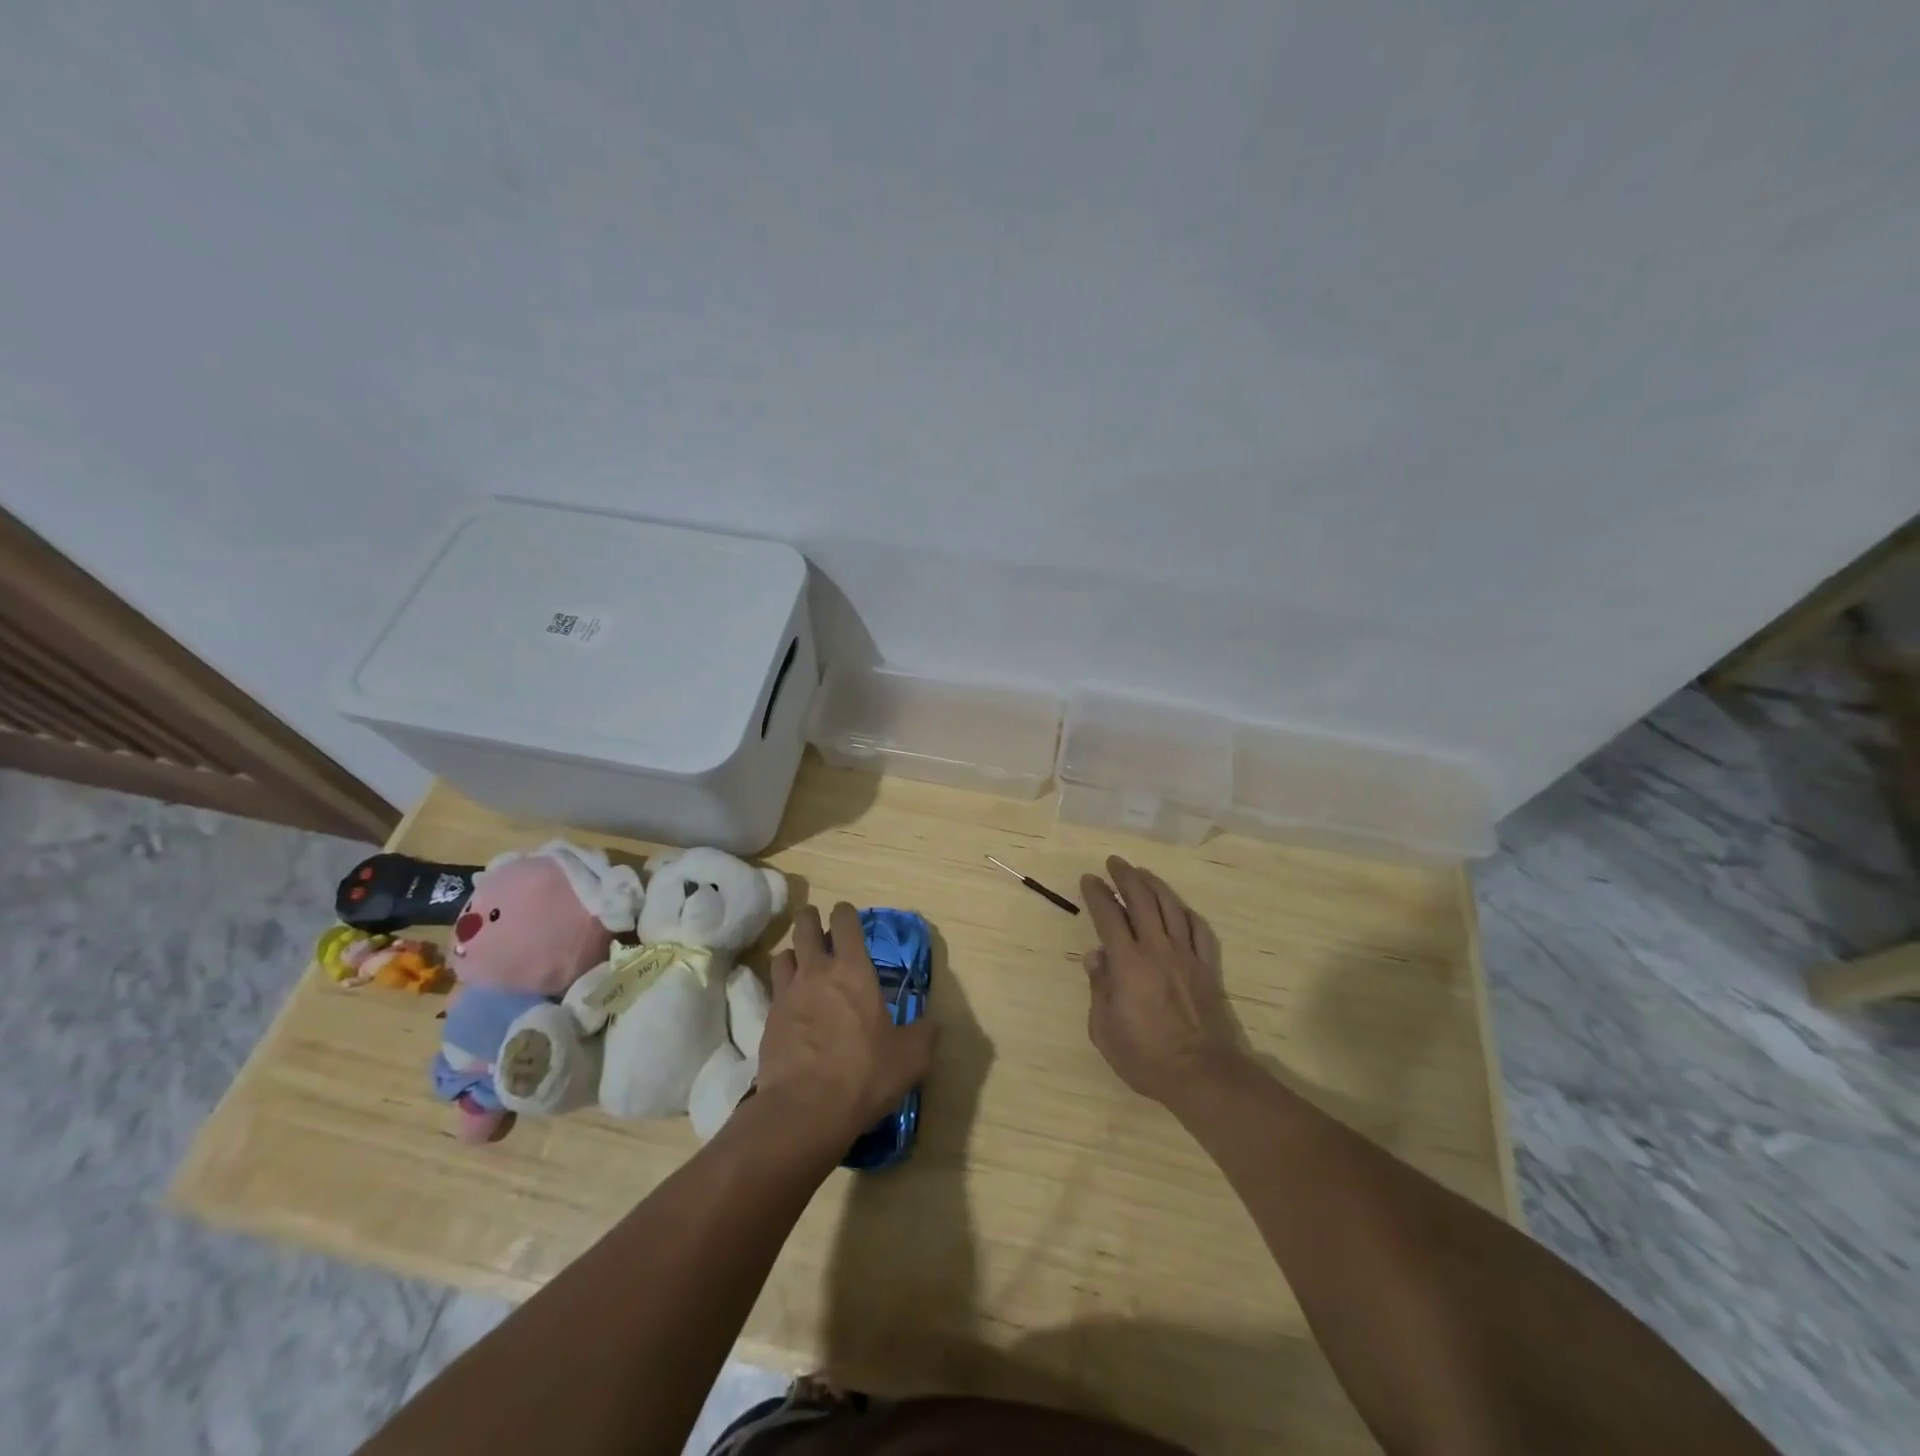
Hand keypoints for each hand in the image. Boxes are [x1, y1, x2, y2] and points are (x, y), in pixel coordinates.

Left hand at [755, 903, 935, 1149]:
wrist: (804, 1110)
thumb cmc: (864, 1074)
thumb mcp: (910, 1058)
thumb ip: (923, 1034)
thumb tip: (931, 1023)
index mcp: (853, 970)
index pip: (844, 921)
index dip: (845, 913)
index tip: (848, 918)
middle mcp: (817, 971)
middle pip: (805, 925)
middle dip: (811, 920)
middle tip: (819, 928)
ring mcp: (787, 994)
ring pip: (784, 954)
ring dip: (794, 954)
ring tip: (803, 966)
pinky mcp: (768, 1020)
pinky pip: (773, 990)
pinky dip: (782, 989)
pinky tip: (793, 1007)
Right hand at [1079, 856, 1246, 1106]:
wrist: (1201, 1075)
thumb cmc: (1145, 1057)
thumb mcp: (1104, 1029)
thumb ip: (1099, 988)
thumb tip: (1096, 956)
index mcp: (1128, 963)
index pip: (1109, 916)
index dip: (1098, 894)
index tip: (1089, 879)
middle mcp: (1157, 950)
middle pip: (1142, 901)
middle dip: (1126, 877)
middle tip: (1114, 862)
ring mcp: (1186, 956)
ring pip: (1171, 907)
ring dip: (1155, 885)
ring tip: (1143, 873)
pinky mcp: (1207, 968)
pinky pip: (1199, 930)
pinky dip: (1186, 913)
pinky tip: (1179, 907)